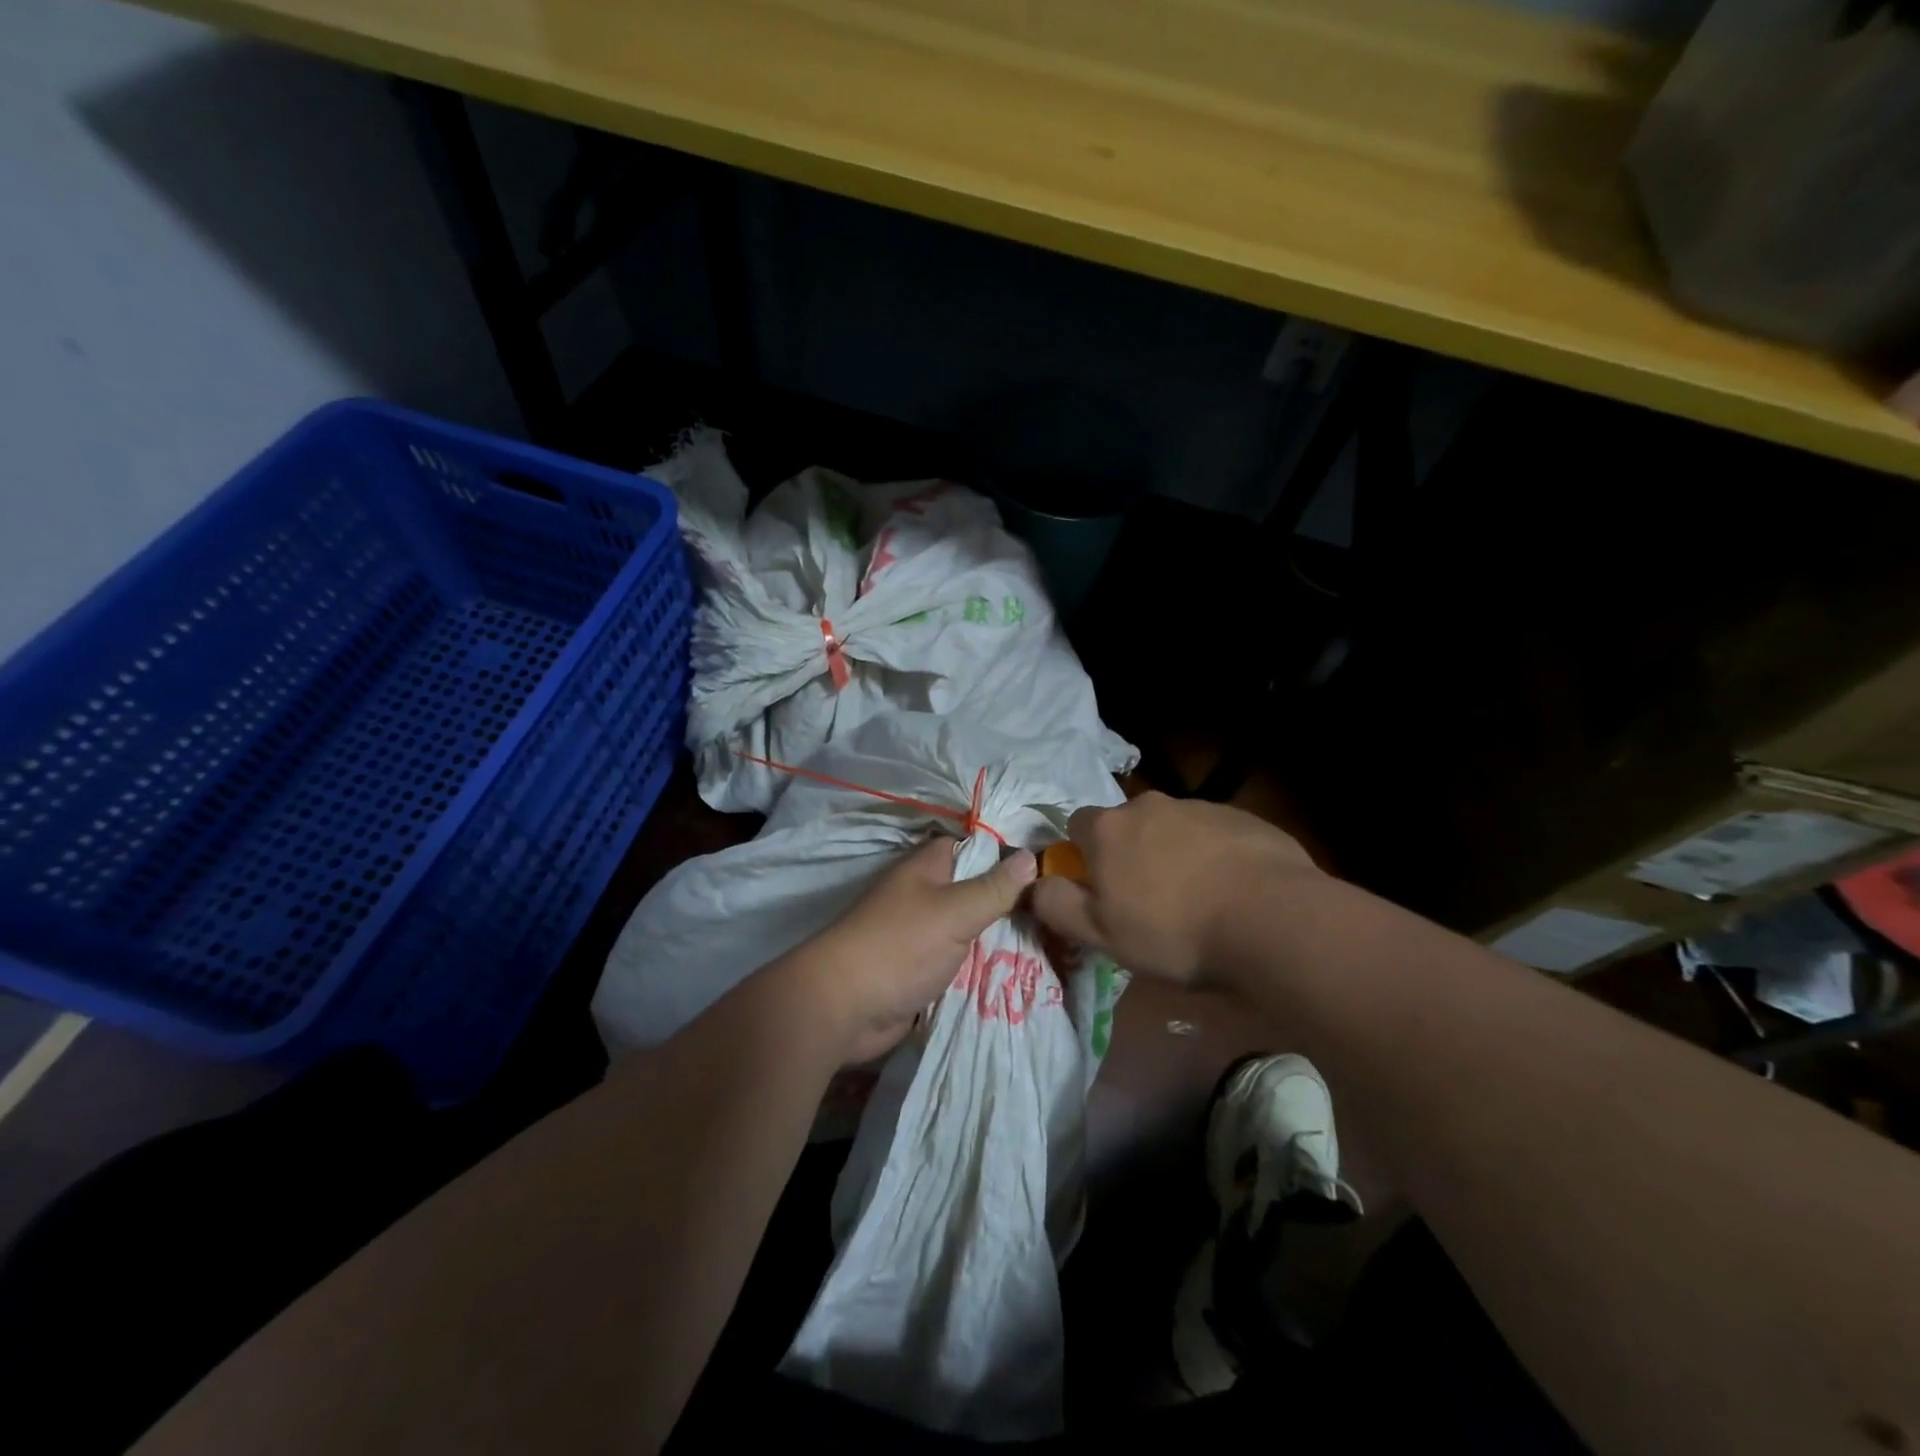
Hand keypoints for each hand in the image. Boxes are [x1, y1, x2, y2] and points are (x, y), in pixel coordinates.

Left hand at [776, 835, 1037, 1064]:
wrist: (843, 1007)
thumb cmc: (900, 946)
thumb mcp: (955, 911)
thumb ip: (994, 887)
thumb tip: (1030, 857)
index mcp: (926, 868)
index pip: (973, 848)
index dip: (1006, 855)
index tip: (1048, 870)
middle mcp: (923, 894)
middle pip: (974, 890)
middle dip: (1008, 903)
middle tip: (1057, 915)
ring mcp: (919, 934)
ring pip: (968, 928)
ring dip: (997, 939)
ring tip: (1051, 945)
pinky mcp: (918, 969)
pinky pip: (957, 961)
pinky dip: (980, 967)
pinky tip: (1017, 974)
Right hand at [1029, 792, 1320, 985]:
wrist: (1270, 919)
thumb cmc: (1173, 931)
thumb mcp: (1100, 934)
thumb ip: (1056, 905)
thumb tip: (1032, 884)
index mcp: (1109, 829)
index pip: (1077, 824)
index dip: (1082, 855)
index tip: (1099, 887)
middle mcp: (1149, 805)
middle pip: (1127, 825)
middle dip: (1130, 853)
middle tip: (1148, 899)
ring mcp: (1199, 807)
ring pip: (1171, 828)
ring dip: (1173, 853)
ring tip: (1196, 899)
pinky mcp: (1242, 817)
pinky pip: (1214, 834)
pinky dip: (1214, 855)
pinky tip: (1232, 891)